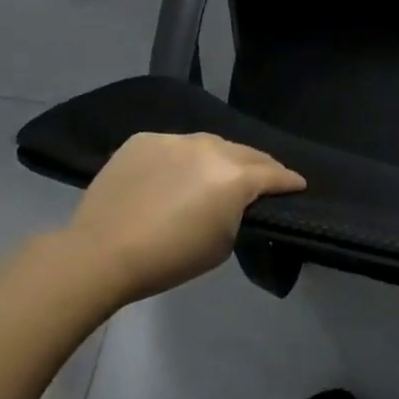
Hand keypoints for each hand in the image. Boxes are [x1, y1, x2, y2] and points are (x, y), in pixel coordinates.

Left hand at [48, 133, 304, 310]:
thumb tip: (236, 201)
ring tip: (216, 174)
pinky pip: (173, 146)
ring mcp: (175, 139)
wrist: (100, 254)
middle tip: (263, 178)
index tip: (298, 185)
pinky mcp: (143, 140)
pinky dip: (181, 159)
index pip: (274, 173)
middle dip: (259, 166)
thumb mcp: (222, 244)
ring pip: (208, 145)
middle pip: (245, 153)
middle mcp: (210, 148)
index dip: (289, 181)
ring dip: (218, 158)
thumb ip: (239, 213)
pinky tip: (173, 176)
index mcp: (236, 176)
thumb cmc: (170, 258)